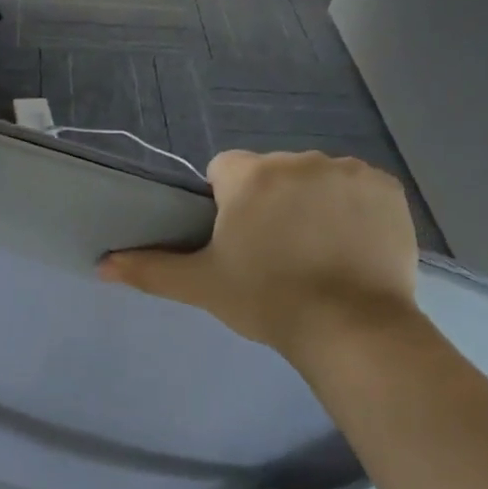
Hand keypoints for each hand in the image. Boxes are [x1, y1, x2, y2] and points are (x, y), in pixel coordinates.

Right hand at [99, 150, 417, 363]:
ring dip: (312, 202)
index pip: (224, 171)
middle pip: (272, 173)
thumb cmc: (267, 301)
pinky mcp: (386, 187)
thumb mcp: (202, 286)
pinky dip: (353, 209)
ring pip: (316, 178)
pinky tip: (352, 246)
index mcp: (250, 176)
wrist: (351, 328)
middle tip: (277, 253)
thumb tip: (101, 265)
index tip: (238, 242)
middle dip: (271, 202)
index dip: (226, 204)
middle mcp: (299, 160)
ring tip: (318, 252)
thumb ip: (149, 269)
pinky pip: (358, 188)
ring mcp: (348, 171)